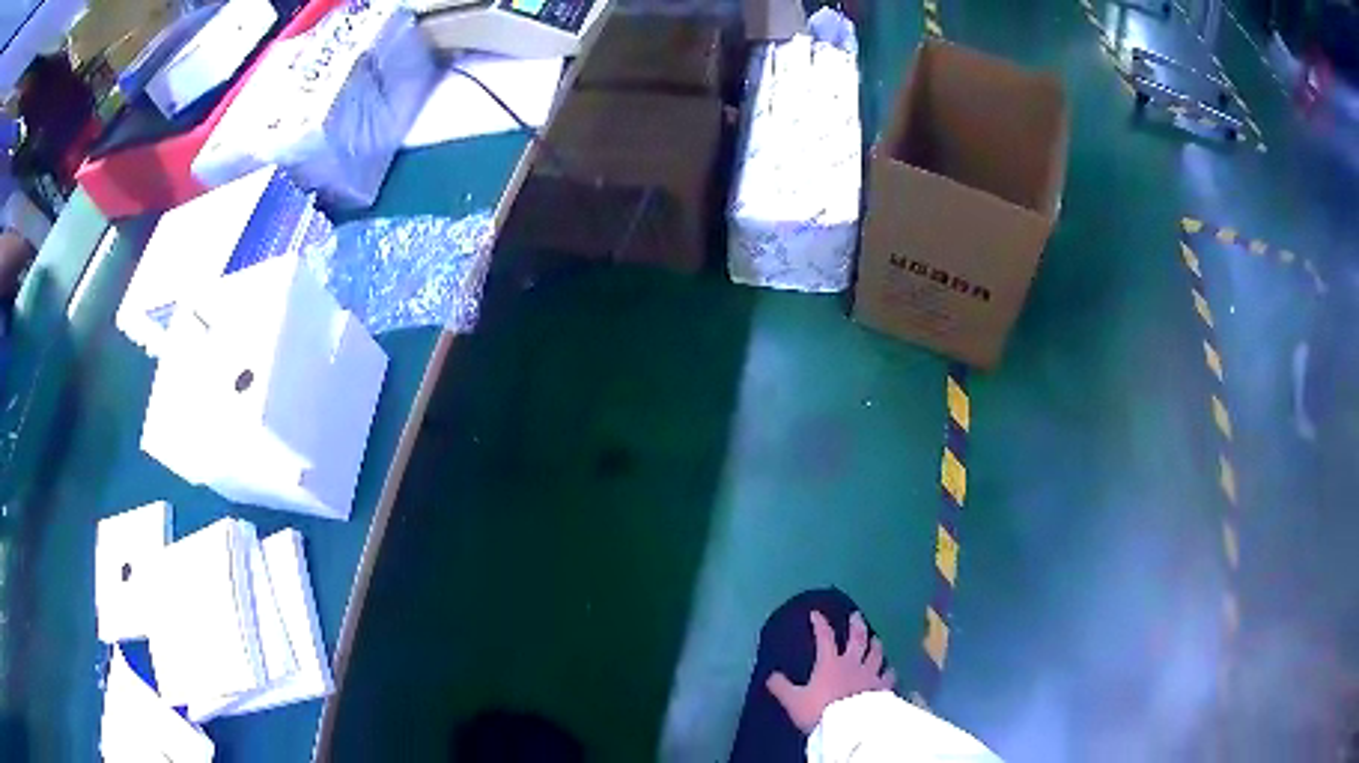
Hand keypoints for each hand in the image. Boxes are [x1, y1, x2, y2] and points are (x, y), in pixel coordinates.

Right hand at [766, 610, 896, 733]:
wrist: (848, 726)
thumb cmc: (819, 711)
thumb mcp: (794, 700)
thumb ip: (782, 687)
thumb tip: (770, 675)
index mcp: (830, 663)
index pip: (825, 638)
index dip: (820, 624)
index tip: (816, 614)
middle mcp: (852, 664)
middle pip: (857, 640)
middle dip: (856, 626)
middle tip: (856, 615)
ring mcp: (870, 675)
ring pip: (876, 654)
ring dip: (875, 644)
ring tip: (876, 638)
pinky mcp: (882, 688)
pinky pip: (888, 675)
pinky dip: (889, 670)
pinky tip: (891, 669)